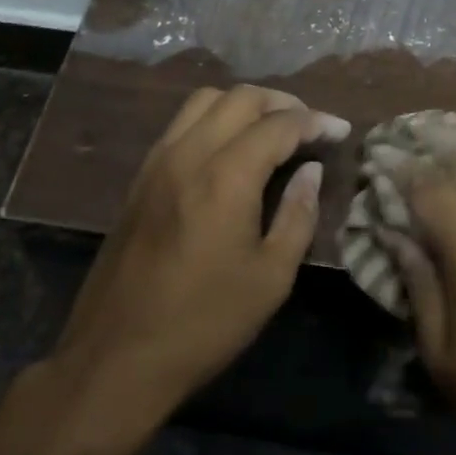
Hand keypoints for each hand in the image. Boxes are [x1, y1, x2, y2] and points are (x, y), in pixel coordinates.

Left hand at [49, 85, 350, 433]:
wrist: (115, 357)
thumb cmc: (203, 323)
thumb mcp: (270, 279)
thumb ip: (297, 215)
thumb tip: (312, 171)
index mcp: (226, 177)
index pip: (279, 125)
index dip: (315, 122)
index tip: (340, 131)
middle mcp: (189, 153)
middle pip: (241, 97)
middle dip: (282, 103)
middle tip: (309, 127)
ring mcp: (158, 161)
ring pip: (205, 100)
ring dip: (244, 104)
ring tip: (270, 130)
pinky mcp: (140, 176)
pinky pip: (182, 123)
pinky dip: (214, 118)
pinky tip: (230, 148)